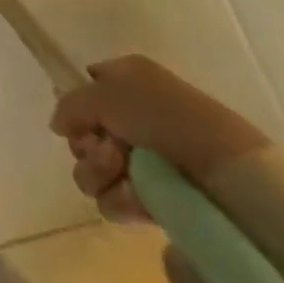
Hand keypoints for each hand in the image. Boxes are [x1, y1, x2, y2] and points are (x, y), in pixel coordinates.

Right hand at [49, 55, 271, 220]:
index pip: (84, 89)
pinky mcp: (152, 199)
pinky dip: (120, 199)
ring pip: (91, 171)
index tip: (80, 119)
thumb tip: (58, 126)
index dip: (76, 106)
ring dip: (100, 172)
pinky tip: (138, 198)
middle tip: (109, 148)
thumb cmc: (164, 116)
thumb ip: (70, 104)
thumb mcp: (106, 93)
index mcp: (126, 81)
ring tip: (123, 172)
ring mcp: (142, 161)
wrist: (225, 171)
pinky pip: (112, 201)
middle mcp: (131, 117)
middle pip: (82, 135)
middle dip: (87, 145)